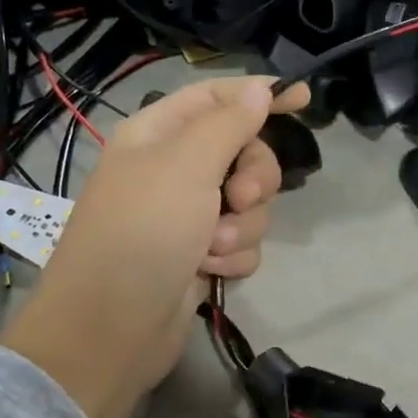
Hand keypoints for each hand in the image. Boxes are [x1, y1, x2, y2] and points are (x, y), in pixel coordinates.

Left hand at [0, 75, 309, 417]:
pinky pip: (242, 242)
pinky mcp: (202, 257)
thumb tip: (259, 89)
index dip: (258, 94)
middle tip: (241, 197)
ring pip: (249, 204)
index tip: (304, 100)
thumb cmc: (144, 232)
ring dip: (241, 226)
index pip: (216, 97)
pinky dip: (233, 257)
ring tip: (211, 248)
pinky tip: (210, 272)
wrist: (113, 327)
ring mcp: (189, 217)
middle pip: (243, 153)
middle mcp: (174, 171)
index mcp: (159, 135)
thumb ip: (229, 124)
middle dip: (254, 178)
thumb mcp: (186, 165)